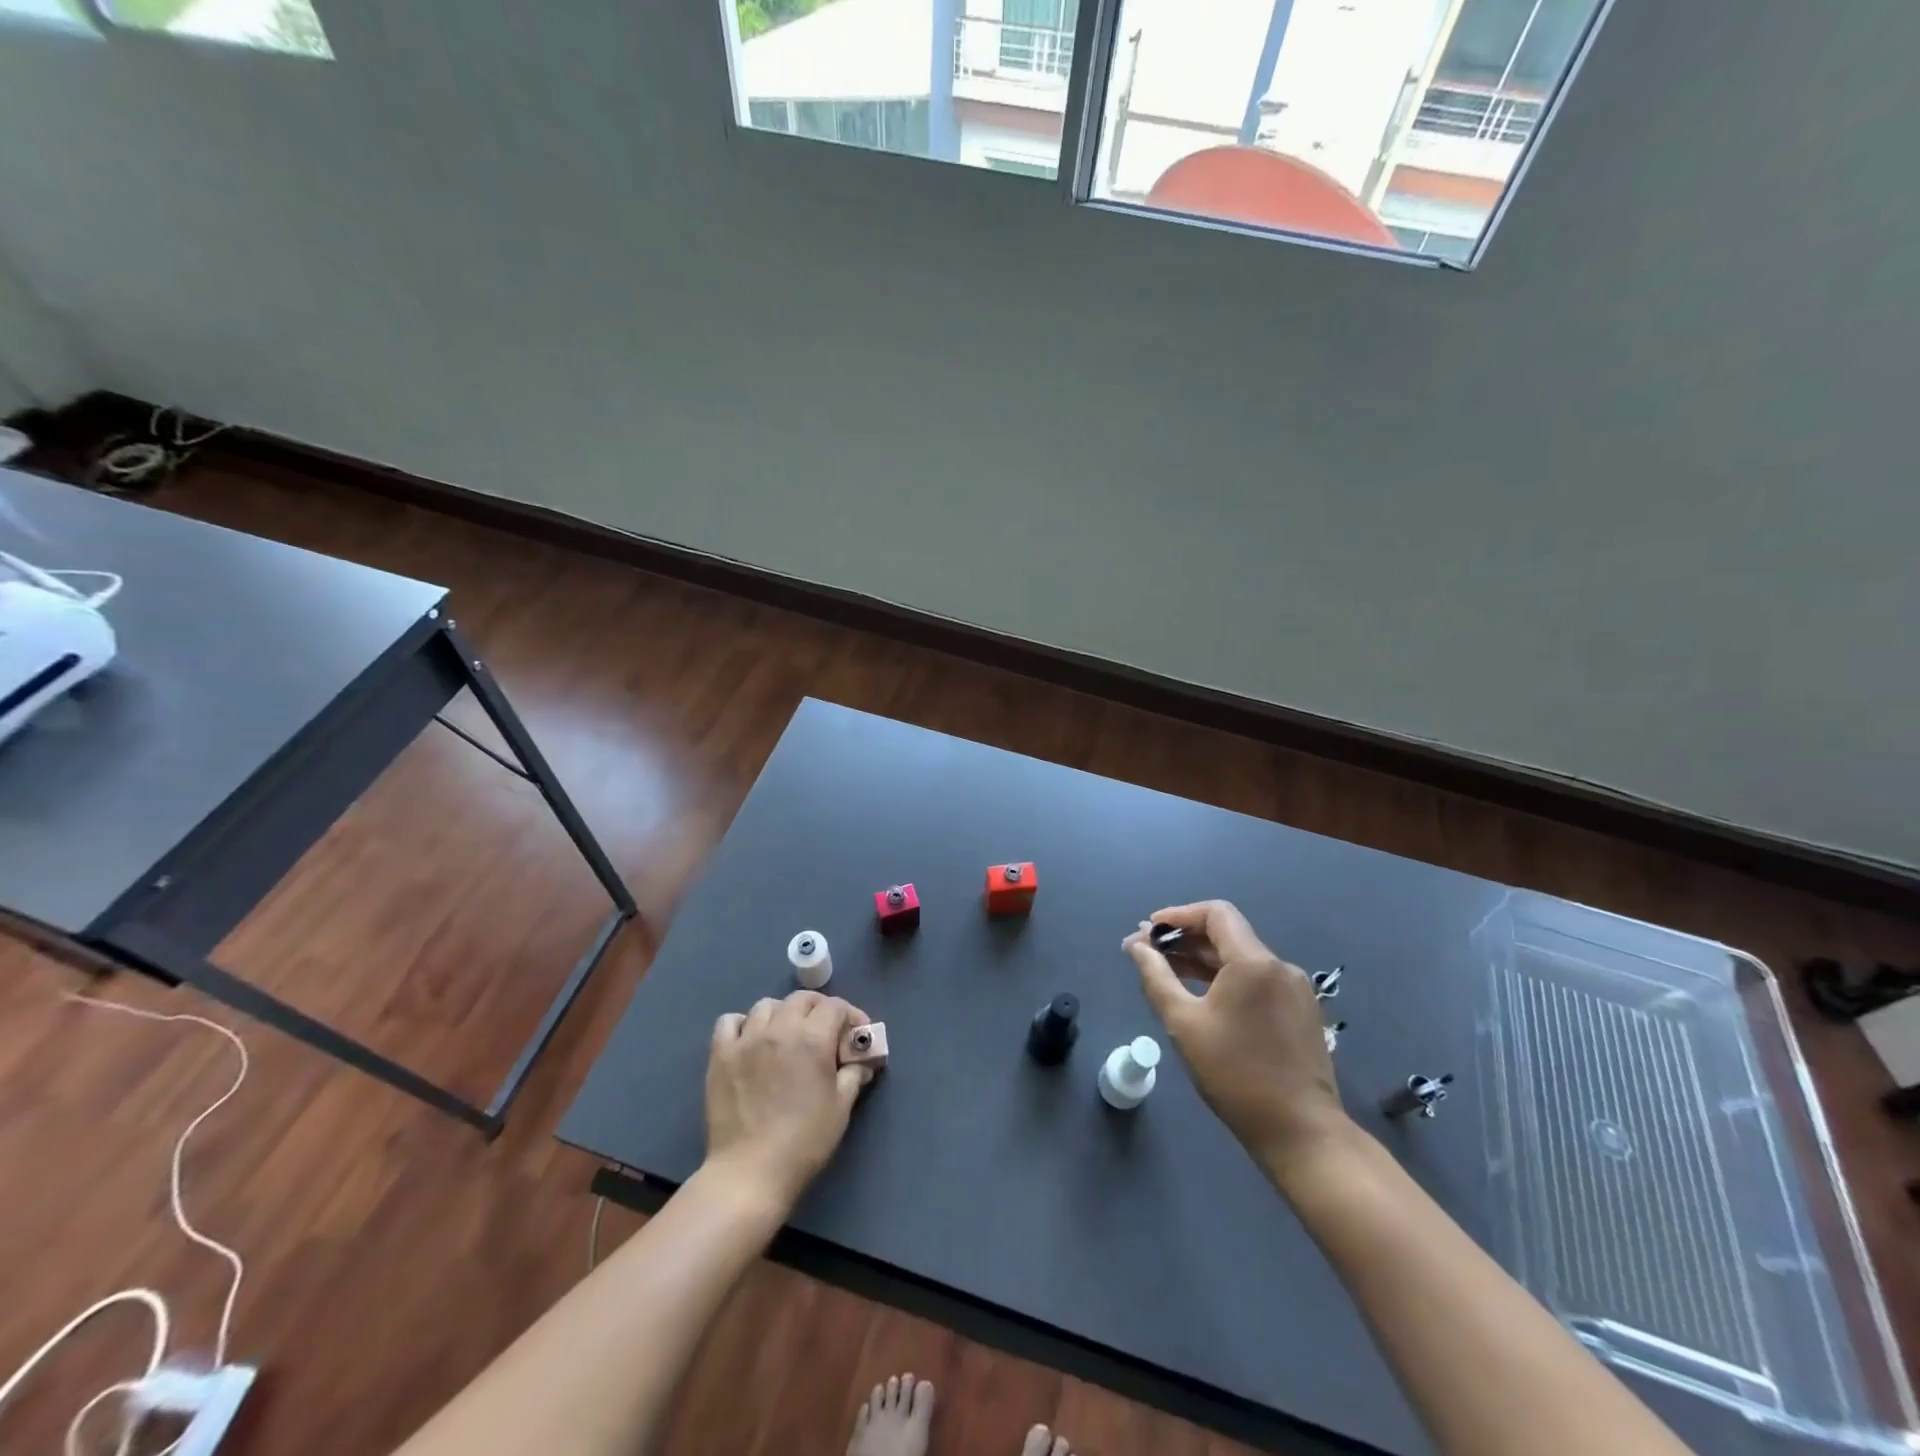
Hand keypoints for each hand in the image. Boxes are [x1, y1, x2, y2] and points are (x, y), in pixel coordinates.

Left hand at [703, 990, 872, 1210]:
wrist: (750, 1174)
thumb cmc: (804, 1142)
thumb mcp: (840, 1108)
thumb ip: (853, 1076)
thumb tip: (861, 1062)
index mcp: (813, 1038)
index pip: (835, 1006)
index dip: (851, 1015)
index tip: (856, 1033)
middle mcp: (780, 1028)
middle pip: (802, 999)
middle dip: (819, 1009)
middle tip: (826, 1031)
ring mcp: (746, 1039)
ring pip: (767, 1005)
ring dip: (783, 1014)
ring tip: (786, 1035)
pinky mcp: (721, 1055)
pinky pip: (729, 1022)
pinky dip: (742, 1024)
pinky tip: (750, 1041)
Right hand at [1124, 901, 1350, 1180]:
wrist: (1301, 1132)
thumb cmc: (1236, 1075)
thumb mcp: (1184, 1024)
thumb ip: (1155, 976)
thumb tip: (1136, 946)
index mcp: (1254, 962)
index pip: (1215, 913)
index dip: (1178, 915)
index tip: (1148, 930)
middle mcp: (1279, 966)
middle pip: (1227, 935)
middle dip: (1185, 940)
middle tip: (1148, 953)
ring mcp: (1295, 989)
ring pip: (1241, 959)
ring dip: (1203, 961)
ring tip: (1168, 974)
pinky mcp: (1301, 1011)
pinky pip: (1256, 981)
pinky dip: (1226, 980)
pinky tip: (1203, 999)